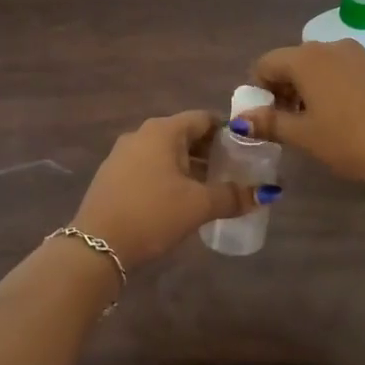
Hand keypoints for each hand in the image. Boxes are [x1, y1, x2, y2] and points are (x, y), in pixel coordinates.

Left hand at [70, 110, 265, 269]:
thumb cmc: (153, 214)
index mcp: (163, 130)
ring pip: (166, 152)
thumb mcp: (198, 206)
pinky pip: (148, 166)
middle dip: (209, 151)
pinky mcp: (112, 175)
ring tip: (210, 188)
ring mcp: (122, 154)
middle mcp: (141, 134)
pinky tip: (178, 199)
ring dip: (189, 165)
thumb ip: (234, 196)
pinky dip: (168, 175)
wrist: (97, 246)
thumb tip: (267, 192)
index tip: (246, 151)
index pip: (203, 119)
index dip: (227, 132)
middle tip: (232, 172)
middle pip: (184, 134)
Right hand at [238, 40, 364, 184]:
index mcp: (306, 58)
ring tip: (315, 123)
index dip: (259, 91)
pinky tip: (341, 117)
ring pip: (317, 66)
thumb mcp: (306, 136)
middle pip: (291, 62)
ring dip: (307, 90)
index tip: (267, 118)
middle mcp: (329, 47)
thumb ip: (270, 123)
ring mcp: (357, 54)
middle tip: (288, 124)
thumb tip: (240, 119)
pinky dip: (330, 88)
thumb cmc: (351, 140)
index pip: (265, 64)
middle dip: (283, 90)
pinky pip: (341, 71)